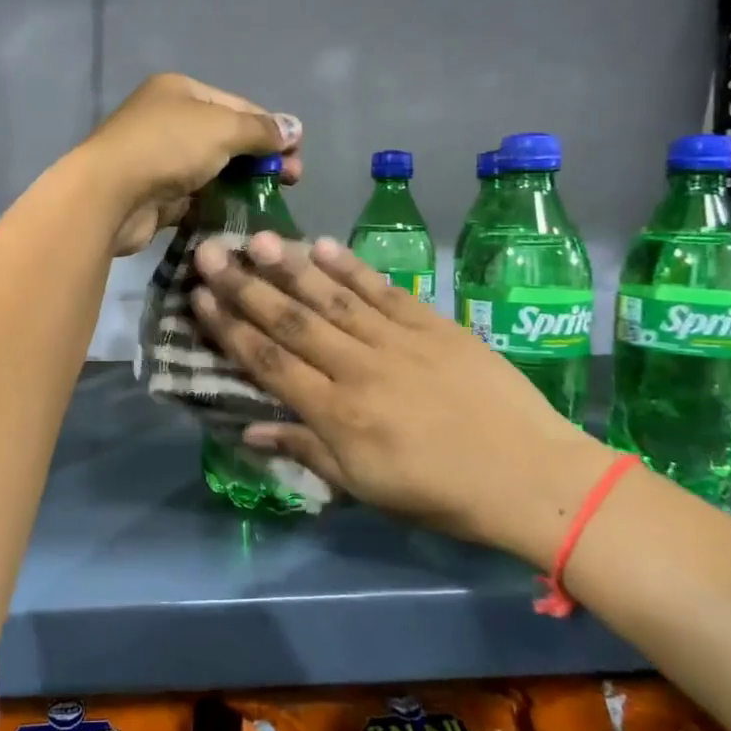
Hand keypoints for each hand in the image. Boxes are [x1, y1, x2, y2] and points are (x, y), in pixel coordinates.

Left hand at [80, 73, 303, 256]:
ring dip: (242, 183)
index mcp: (180, 91)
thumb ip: (260, 129)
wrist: (108, 195)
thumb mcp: (222, 128)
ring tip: (271, 200)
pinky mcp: (156, 195)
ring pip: (212, 169)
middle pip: (226, 137)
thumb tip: (294, 128)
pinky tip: (242, 216)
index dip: (271, 127)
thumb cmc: (167, 147)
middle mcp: (168, 120)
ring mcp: (159, 159)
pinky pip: (196, 197)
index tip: (298, 153)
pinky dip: (218, 204)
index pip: (238, 105)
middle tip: (291, 180)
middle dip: (260, 157)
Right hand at [188, 233, 613, 563]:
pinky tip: (323, 245)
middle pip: (291, 321)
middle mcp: (357, 369)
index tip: (199, 297)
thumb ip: (305, 451)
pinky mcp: (433, 325)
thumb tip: (248, 430)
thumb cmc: (440, 493)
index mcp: (337, 414)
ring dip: (291, 266)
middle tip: (209, 251)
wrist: (531, 477)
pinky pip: (384, 291)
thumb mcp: (364, 487)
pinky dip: (352, 267)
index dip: (229, 328)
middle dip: (245, 285)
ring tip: (257, 238)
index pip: (269, 362)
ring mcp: (397, 341)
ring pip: (332, 298)